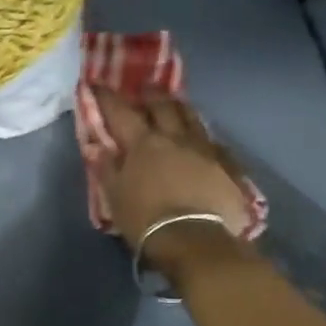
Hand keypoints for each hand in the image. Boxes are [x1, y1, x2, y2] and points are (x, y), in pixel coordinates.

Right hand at [91, 88, 252, 276]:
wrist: (195, 240)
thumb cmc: (146, 220)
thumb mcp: (115, 197)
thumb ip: (107, 169)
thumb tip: (98, 147)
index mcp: (143, 143)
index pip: (121, 112)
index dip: (108, 97)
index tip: (98, 84)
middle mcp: (175, 138)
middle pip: (163, 106)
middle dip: (151, 94)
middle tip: (145, 89)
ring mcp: (204, 149)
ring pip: (193, 118)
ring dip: (181, 108)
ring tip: (176, 105)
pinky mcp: (227, 165)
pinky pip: (215, 142)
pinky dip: (205, 137)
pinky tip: (205, 140)